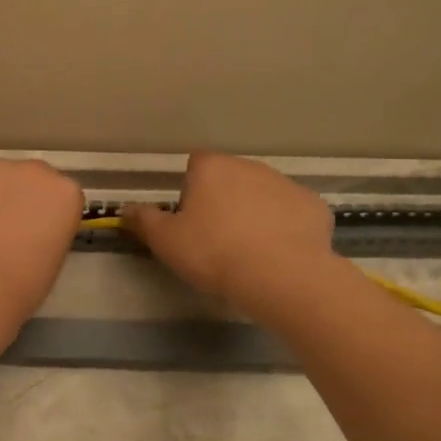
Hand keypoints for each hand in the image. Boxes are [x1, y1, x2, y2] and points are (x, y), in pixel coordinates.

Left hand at [0, 159, 83, 321]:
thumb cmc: (25, 285)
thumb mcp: (53, 256)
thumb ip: (45, 230)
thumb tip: (25, 230)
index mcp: (67, 193)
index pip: (56, 196)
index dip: (40, 214)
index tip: (29, 234)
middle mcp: (36, 170)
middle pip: (26, 179)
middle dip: (14, 197)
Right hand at [122, 152, 335, 310]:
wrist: (280, 275)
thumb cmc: (214, 253)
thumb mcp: (166, 241)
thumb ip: (144, 221)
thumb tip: (125, 208)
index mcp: (212, 168)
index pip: (195, 165)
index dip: (190, 191)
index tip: (190, 220)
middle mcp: (250, 166)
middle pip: (231, 178)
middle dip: (224, 200)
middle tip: (217, 239)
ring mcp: (286, 184)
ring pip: (263, 194)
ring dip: (256, 212)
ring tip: (250, 250)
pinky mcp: (314, 206)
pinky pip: (293, 213)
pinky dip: (286, 227)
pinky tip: (281, 254)